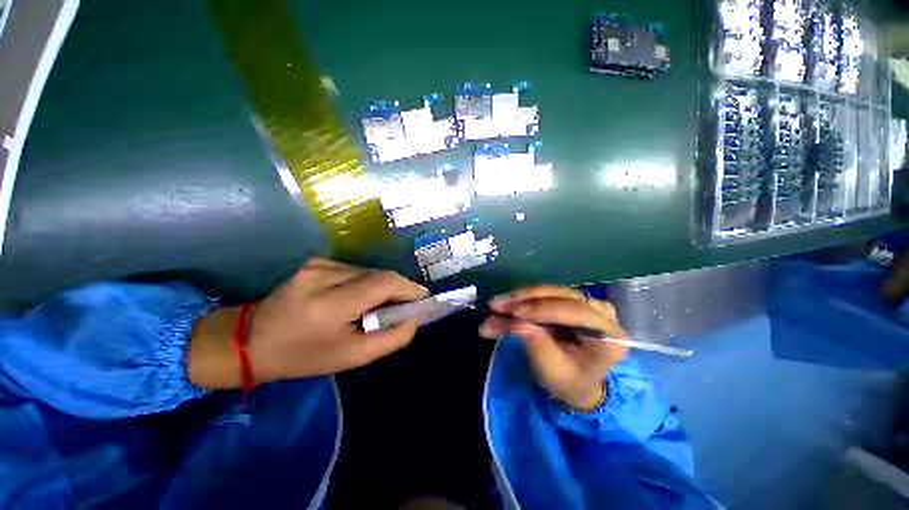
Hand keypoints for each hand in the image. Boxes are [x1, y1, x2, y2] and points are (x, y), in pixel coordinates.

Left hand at [188, 258, 427, 387]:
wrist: (250, 341)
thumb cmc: (302, 356)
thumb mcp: (352, 357)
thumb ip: (392, 338)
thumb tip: (414, 318)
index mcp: (330, 303)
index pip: (384, 282)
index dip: (409, 289)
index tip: (422, 300)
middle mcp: (324, 274)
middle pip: (379, 274)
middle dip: (398, 289)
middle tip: (403, 307)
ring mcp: (318, 264)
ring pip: (369, 271)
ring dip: (381, 286)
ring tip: (379, 305)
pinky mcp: (316, 262)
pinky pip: (355, 270)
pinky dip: (366, 282)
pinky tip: (359, 297)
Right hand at [479, 286, 627, 409]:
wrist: (576, 382)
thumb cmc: (568, 382)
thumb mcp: (553, 371)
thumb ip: (537, 345)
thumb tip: (515, 321)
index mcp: (610, 336)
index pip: (576, 311)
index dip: (542, 309)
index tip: (513, 312)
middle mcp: (602, 313)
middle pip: (562, 296)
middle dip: (525, 299)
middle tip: (496, 305)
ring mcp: (587, 304)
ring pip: (550, 292)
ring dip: (520, 298)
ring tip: (495, 306)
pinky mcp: (571, 301)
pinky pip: (545, 295)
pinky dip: (522, 301)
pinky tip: (505, 306)